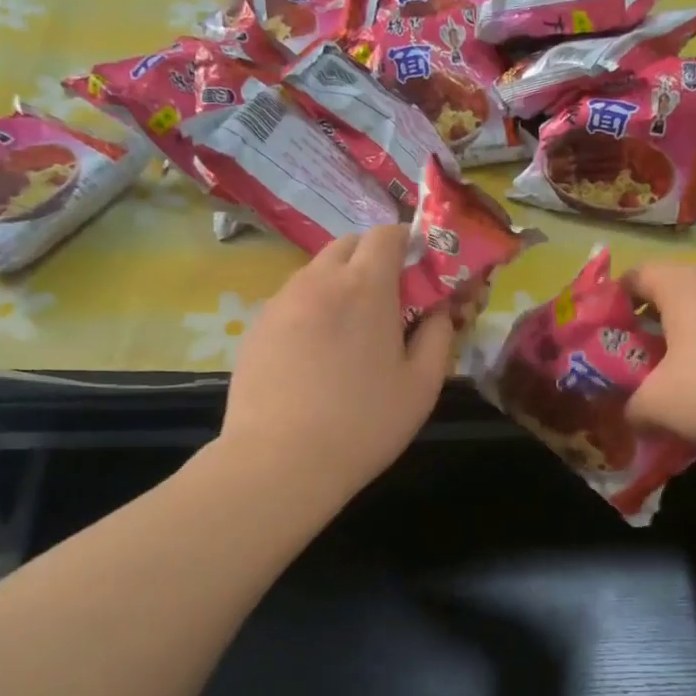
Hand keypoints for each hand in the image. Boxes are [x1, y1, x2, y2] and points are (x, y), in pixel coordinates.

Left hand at [221, 224, 452, 499]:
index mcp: (366, 287)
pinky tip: (315, 354)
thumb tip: (439, 311)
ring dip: (340, 284)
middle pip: (349, 244)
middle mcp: (319, 280)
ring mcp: (281, 301)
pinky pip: (292, 300)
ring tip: (350, 332)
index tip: (419, 274)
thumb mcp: (422, 386)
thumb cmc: (363, 424)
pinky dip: (312, 309)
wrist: (281, 461)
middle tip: (388, 304)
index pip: (387, 234)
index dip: (407, 244)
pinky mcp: (256, 326)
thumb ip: (438, 336)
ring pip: (317, 271)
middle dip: (373, 259)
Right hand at [624, 263, 695, 453]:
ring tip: (675, 382)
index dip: (610, 305)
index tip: (601, 339)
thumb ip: (630, 406)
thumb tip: (630, 412)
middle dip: (647, 330)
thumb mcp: (657, 406)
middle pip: (670, 295)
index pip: (634, 276)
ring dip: (684, 344)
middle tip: (633, 366)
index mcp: (683, 284)